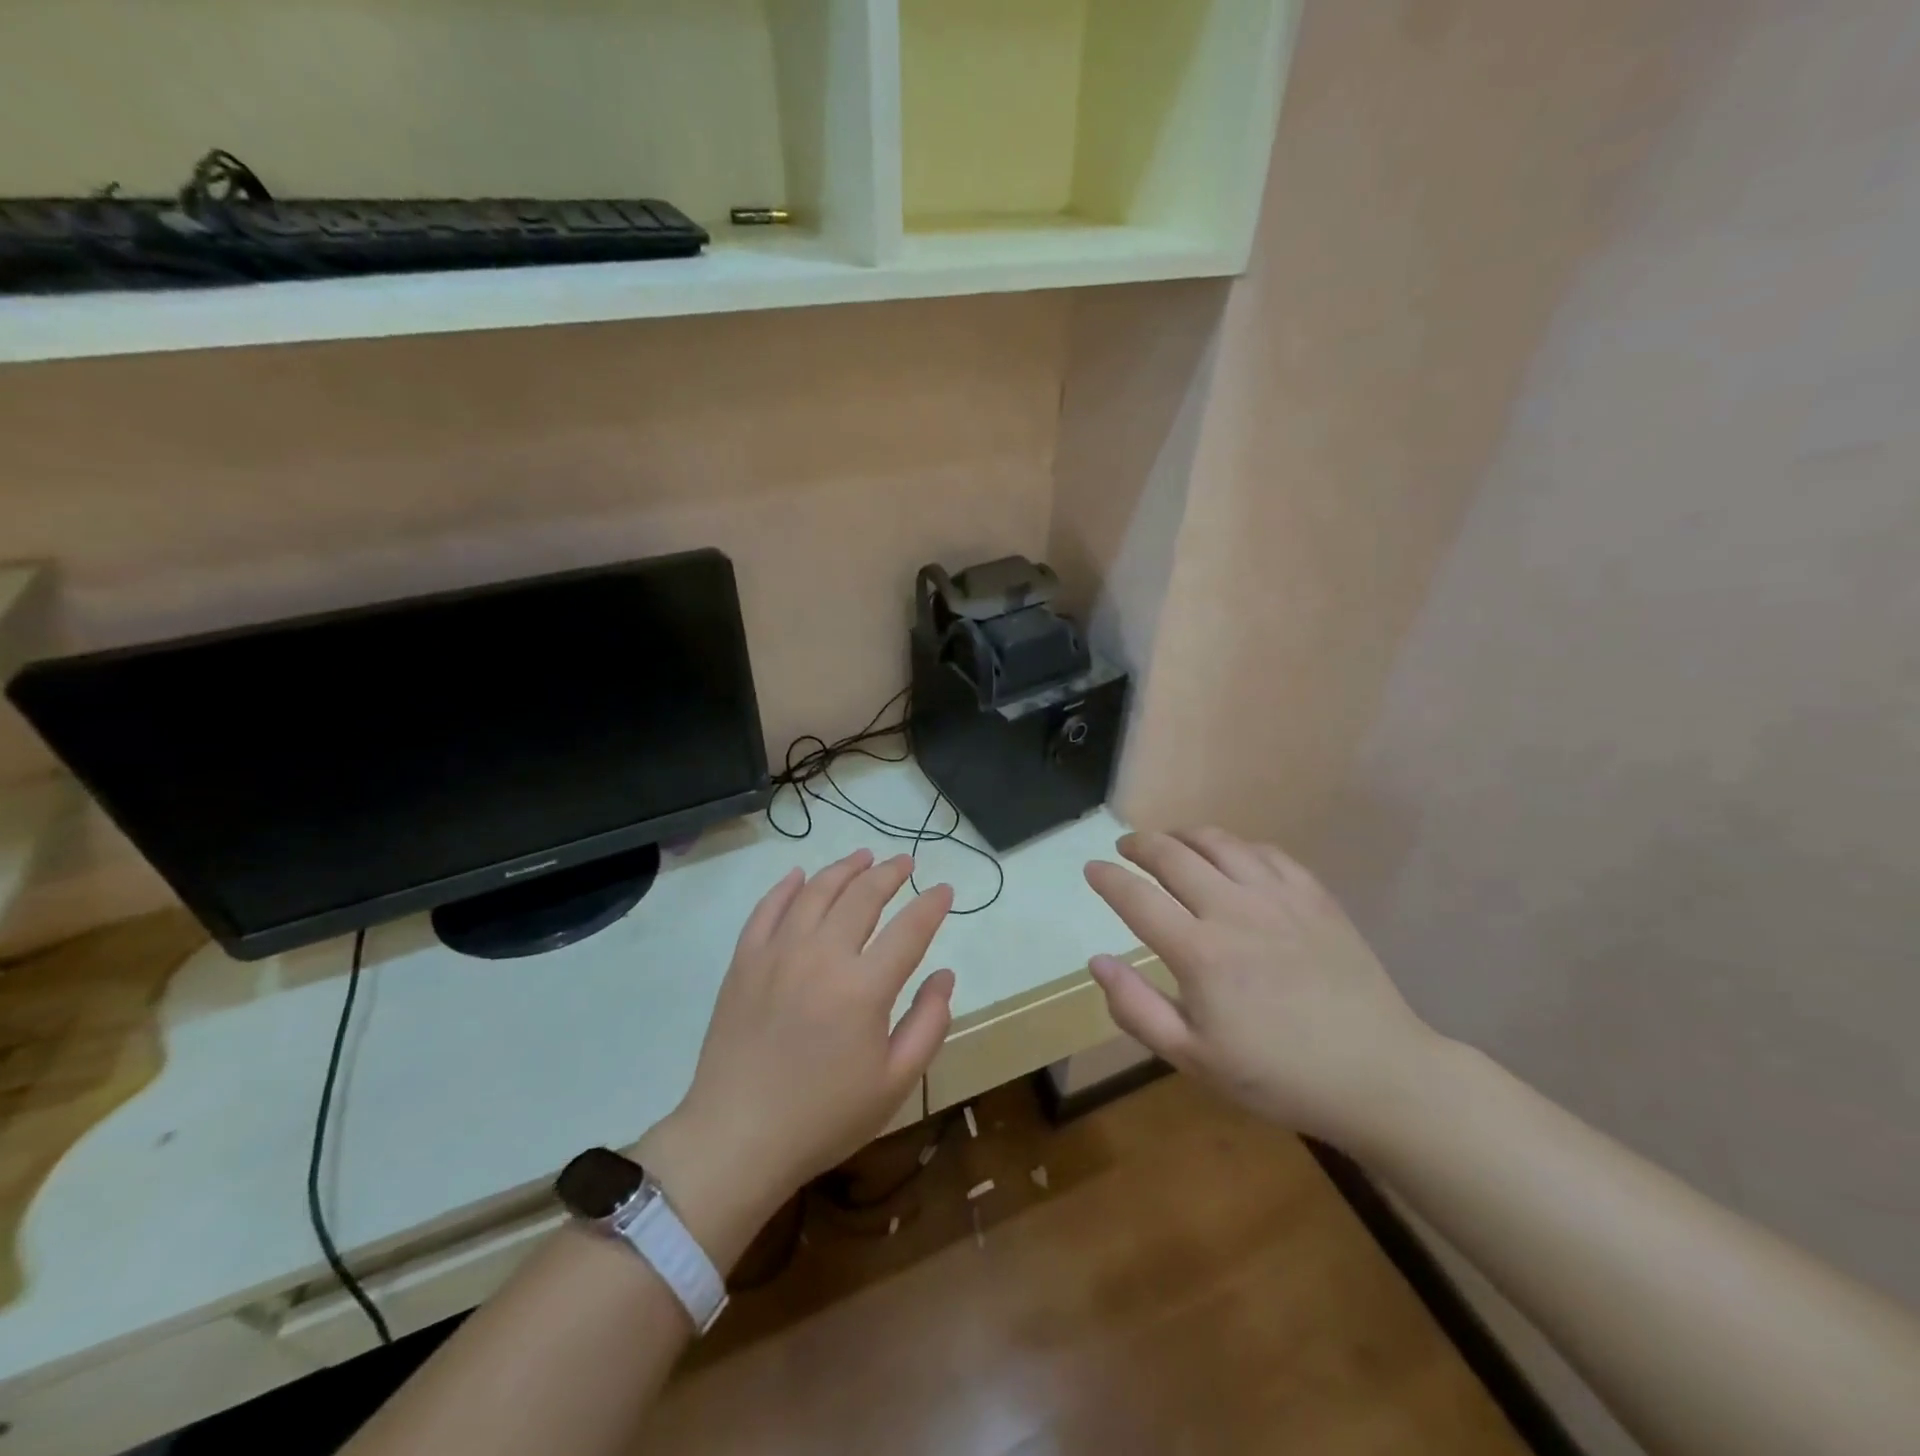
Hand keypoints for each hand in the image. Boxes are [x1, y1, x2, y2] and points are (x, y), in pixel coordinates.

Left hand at [637, 850, 953, 1265]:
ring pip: (816, 891)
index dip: (932, 904)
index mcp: (864, 988)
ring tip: (864, 856)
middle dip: (890, 873)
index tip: (945, 889)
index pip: (910, 928)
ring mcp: (778, 953)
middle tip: (906, 862)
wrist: (738, 1138)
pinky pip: (767, 908)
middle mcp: (822, 956)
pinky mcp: (744, 961)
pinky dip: (786, 886)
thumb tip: (944, 975)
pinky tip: (800, 875)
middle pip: (863, 895)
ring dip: (844, 868)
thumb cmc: (824, 1117)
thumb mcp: (895, 1083)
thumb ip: (928, 1024)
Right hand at [1084, 829, 1441, 1149]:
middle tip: (1125, 848)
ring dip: (1183, 835)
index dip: (1107, 878)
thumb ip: (1136, 1008)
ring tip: (1170, 841)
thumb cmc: (1277, 1075)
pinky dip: (1235, 845)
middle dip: (1139, 844)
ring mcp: (1278, 897)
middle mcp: (1233, 910)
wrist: (1377, 1073)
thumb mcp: (1193, 1058)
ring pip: (1218, 842)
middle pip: (1172, 855)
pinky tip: (1230, 857)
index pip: (1136, 897)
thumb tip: (1097, 960)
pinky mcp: (1314, 895)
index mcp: (1199, 952)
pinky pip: (1265, 851)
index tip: (1091, 868)